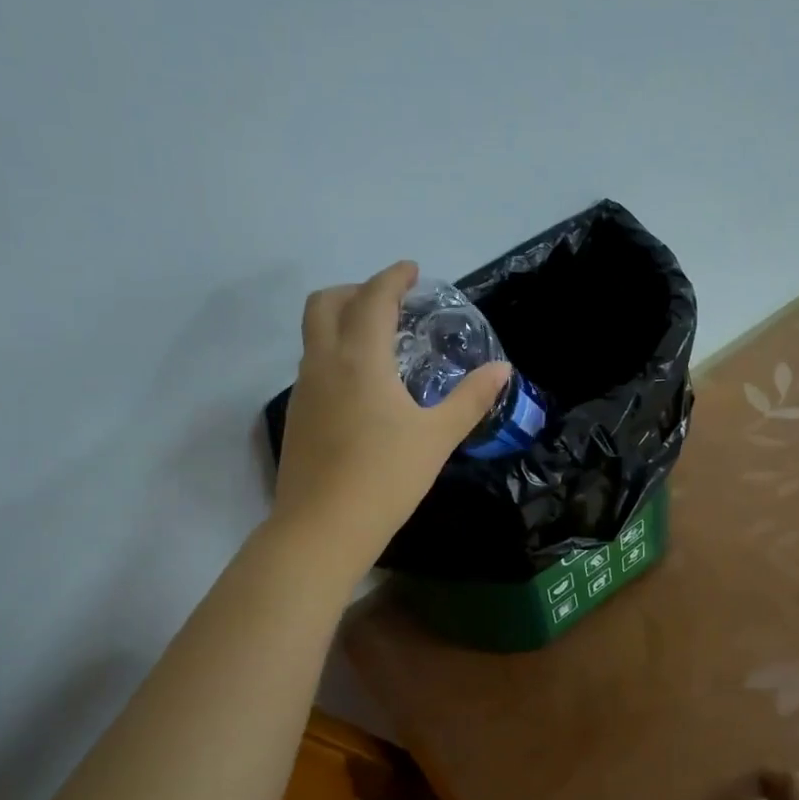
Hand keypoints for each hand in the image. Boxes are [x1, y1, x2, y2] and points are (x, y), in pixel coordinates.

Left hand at [272, 261, 509, 577]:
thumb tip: (501, 370)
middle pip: (325, 304)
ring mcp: (304, 390)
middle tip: (388, 302)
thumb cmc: (385, 477)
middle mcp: (324, 363)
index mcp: (360, 359)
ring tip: (378, 341)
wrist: (322, 528)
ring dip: (341, 321)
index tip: (411, 271)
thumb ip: (470, 399)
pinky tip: (360, 386)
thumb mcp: (437, 437)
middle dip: (355, 290)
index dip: (392, 278)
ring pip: (314, 335)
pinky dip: (334, 353)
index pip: (373, 299)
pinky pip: (313, 365)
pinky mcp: (296, 417)